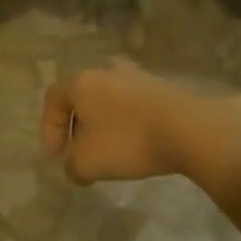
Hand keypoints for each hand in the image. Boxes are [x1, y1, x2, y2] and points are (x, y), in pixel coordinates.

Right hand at [42, 62, 240, 185]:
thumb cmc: (128, 140)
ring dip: (105, 125)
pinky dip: (130, 125)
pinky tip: (138, 146)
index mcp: (82, 82)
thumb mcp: (87, 163)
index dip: (49, 128)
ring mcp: (140, 77)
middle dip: (78, 125)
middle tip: (81, 150)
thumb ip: (72, 166)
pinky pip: (136, 107)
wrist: (191, 129)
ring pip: (111, 100)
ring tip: (111, 151)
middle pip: (83, 96)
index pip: (53, 98)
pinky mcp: (166, 88)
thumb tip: (75, 168)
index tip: (56, 155)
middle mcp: (108, 72)